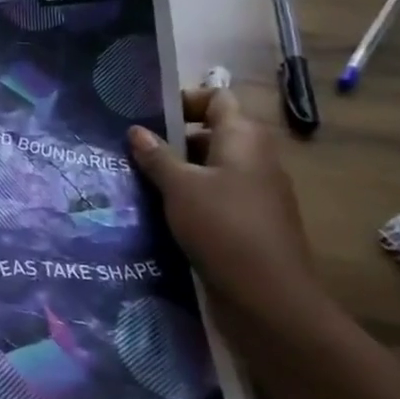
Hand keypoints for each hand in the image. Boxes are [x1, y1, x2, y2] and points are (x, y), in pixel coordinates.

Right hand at [127, 88, 324, 331]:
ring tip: (135, 180)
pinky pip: (214, 198)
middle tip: (130, 148)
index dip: (185, 99)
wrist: (269, 301)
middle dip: (171, 139)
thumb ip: (156, 156)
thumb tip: (136, 130)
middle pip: (210, 133)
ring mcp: (255, 194)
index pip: (217, 98)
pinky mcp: (249, 224)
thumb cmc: (223, 228)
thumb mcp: (179, 187)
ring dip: (176, 172)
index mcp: (243, 139)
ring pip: (209, 169)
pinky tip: (157, 213)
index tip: (148, 114)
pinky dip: (188, 200)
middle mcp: (254, 159)